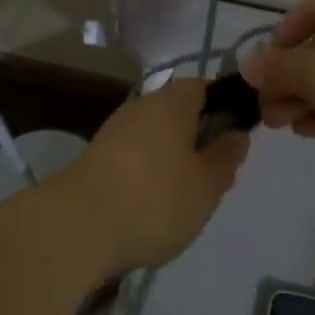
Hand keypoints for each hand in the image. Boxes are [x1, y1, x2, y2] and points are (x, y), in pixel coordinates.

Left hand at [53, 78, 249, 274]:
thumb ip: (226, 158)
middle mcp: (141, 106)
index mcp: (172, 103)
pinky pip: (133, 155)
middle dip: (196, 137)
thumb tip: (237, 134)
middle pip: (177, 112)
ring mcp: (114, 130)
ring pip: (154, 135)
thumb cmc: (155, 200)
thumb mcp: (206, 186)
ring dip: (170, 157)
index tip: (234, 137)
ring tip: (182, 196)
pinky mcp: (95, 157)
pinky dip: (146, 172)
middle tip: (211, 174)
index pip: (203, 88)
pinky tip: (149, 204)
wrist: (77, 227)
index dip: (222, 107)